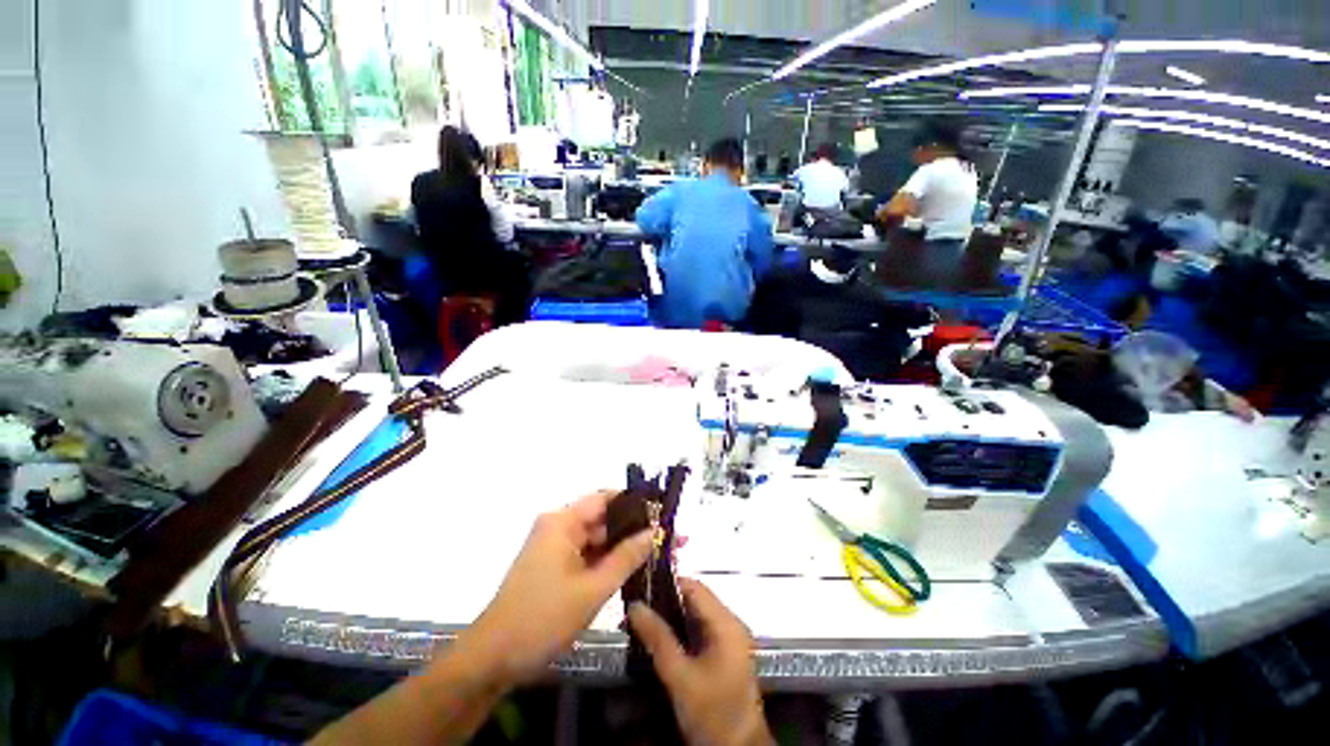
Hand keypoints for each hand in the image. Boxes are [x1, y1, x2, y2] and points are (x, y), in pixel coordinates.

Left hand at [461, 491, 653, 684]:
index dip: (635, 503)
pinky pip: (587, 555)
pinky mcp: (554, 565)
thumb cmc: (542, 619)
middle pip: (603, 519)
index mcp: (563, 521)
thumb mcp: (592, 589)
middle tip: (669, 540)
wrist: (493, 659)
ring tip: (658, 553)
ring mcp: (555, 546)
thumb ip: (627, 557)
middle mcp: (559, 526)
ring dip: (623, 547)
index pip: (606, 498)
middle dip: (634, 529)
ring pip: (597, 539)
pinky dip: (608, 561)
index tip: (663, 514)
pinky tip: (633, 568)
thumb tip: (654, 532)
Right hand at [629, 579, 772, 745]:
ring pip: (696, 614)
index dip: (668, 583)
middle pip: (695, 599)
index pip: (694, 587)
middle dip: (666, 601)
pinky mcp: (724, 652)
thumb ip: (658, 638)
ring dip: (671, 615)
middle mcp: (731, 623)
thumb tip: (635, 606)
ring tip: (643, 620)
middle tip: (637, 607)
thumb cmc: (711, 712)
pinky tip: (660, 637)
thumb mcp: (680, 676)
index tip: (641, 587)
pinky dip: (680, 630)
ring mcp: (729, 638)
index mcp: (726, 623)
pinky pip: (700, 629)